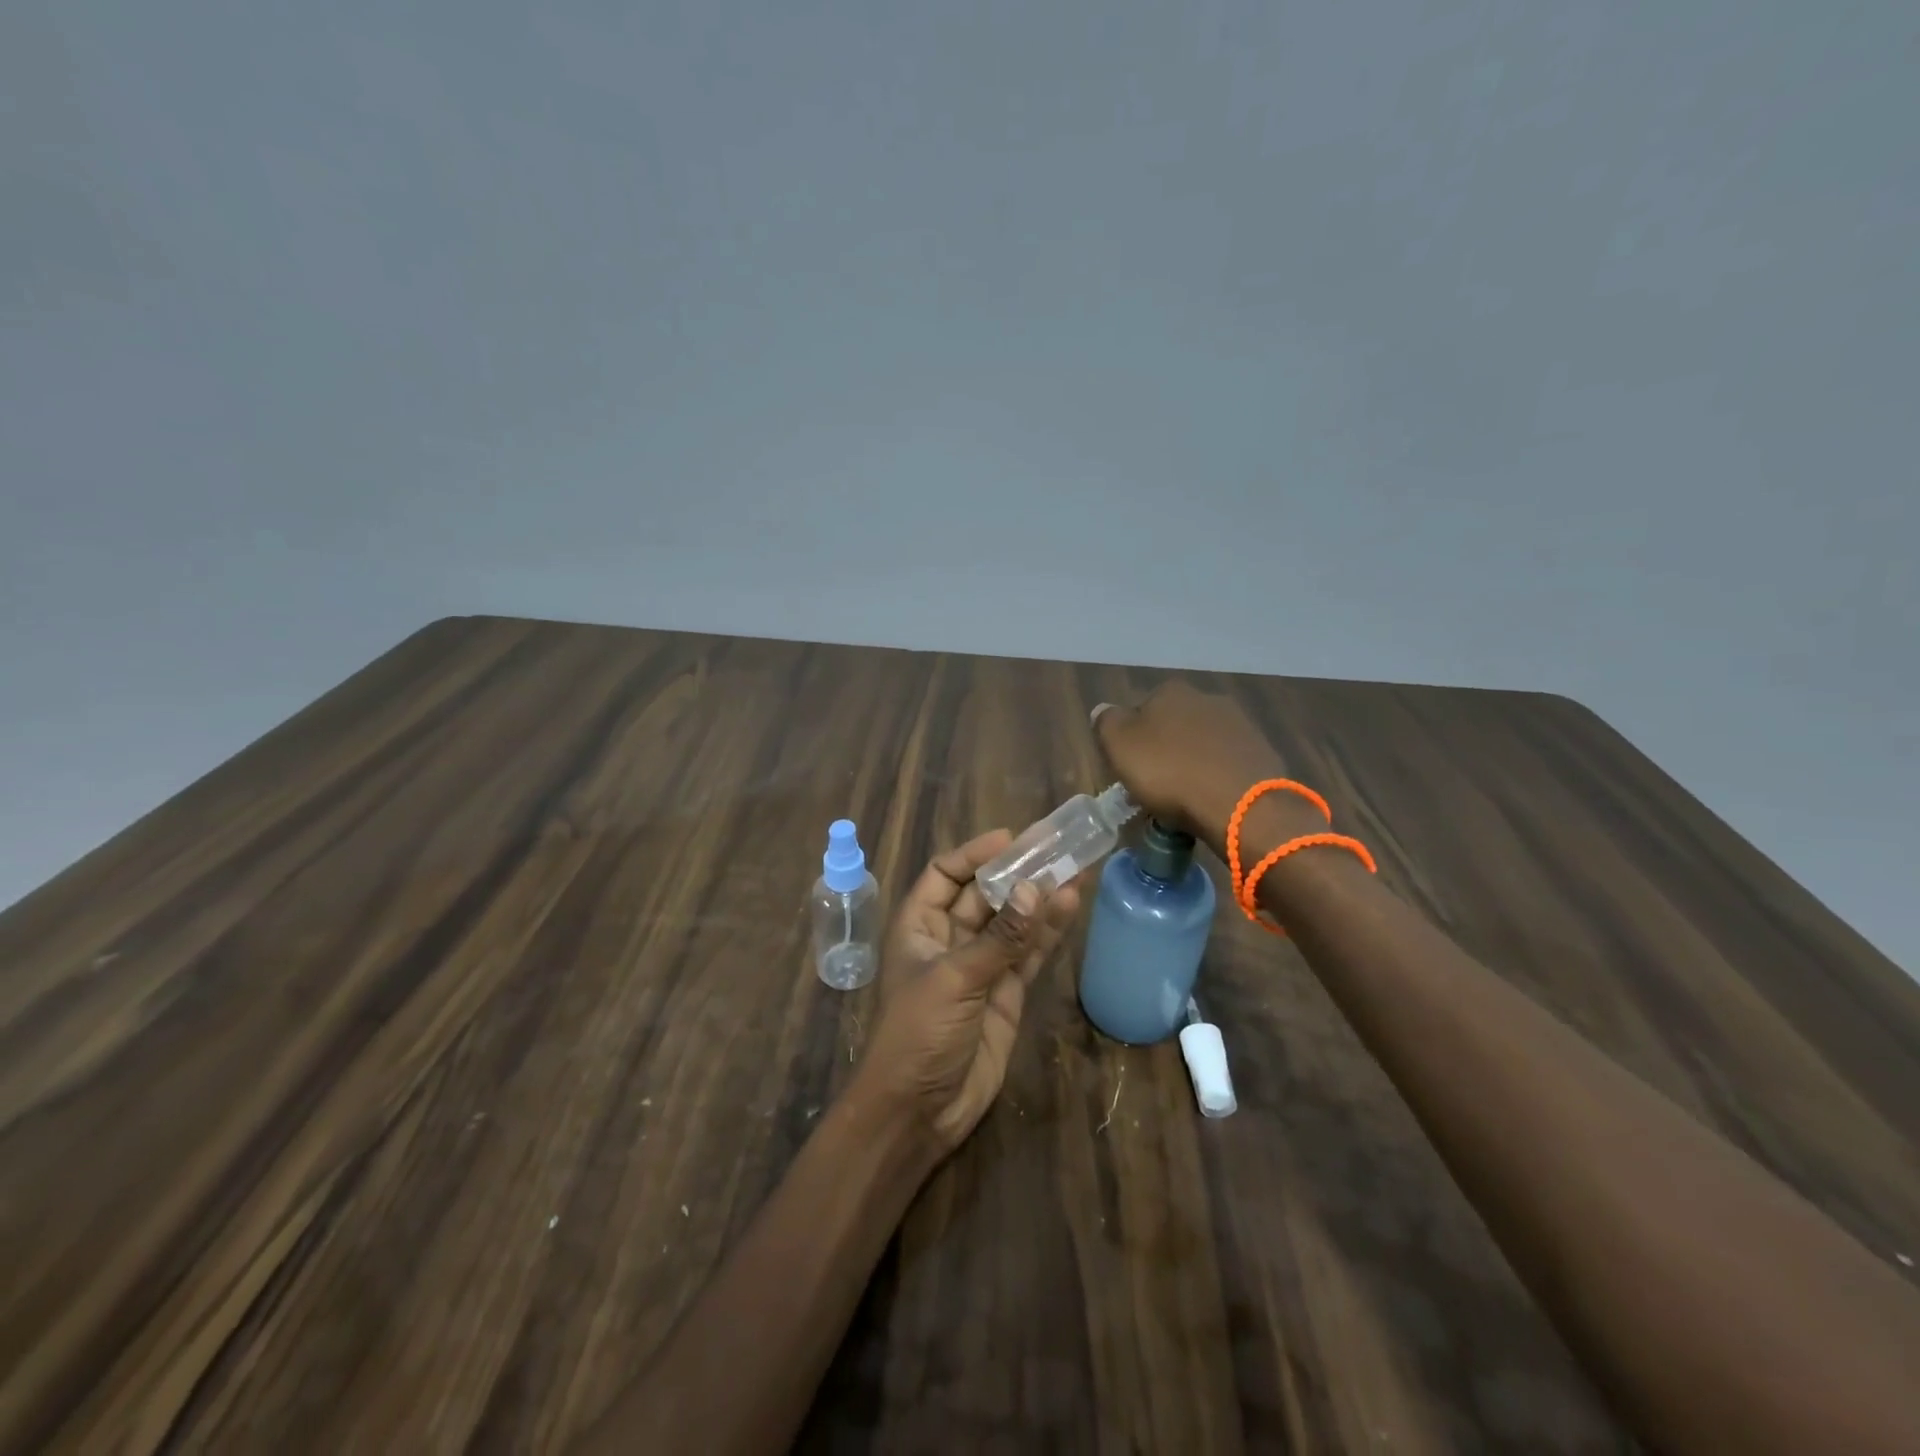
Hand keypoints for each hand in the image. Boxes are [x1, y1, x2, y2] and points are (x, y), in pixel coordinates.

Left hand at [856, 830, 1080, 1152]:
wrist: (919, 1112)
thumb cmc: (918, 1034)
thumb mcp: (955, 979)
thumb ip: (999, 938)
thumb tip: (1035, 890)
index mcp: (918, 926)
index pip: (945, 874)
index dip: (975, 854)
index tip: (1011, 838)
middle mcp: (948, 940)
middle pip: (985, 895)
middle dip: (1017, 872)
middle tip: (1057, 846)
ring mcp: (980, 967)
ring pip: (1013, 922)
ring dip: (1040, 898)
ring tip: (1075, 867)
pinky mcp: (1006, 994)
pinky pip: (1028, 954)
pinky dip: (1048, 932)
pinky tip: (1071, 905)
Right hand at [1093, 680, 1296, 853]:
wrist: (1241, 804)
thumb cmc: (1170, 772)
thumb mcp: (1119, 745)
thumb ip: (1106, 722)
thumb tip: (1104, 710)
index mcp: (1170, 691)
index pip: (1141, 710)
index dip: (1132, 739)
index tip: (1129, 768)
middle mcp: (1207, 698)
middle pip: (1174, 726)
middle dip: (1165, 750)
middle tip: (1155, 786)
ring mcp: (1240, 725)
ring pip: (1202, 745)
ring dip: (1192, 765)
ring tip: (1184, 799)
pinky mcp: (1262, 754)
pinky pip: (1227, 766)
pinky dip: (1216, 779)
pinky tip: (1211, 801)